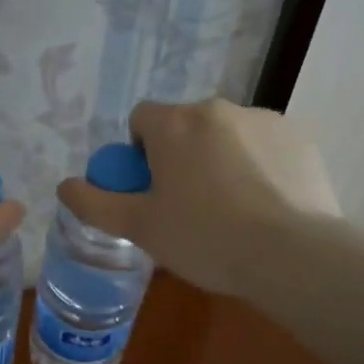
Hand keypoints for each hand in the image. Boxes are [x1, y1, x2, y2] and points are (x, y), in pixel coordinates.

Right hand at [56, 98, 340, 297]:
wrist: (293, 255)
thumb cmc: (204, 238)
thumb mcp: (139, 227)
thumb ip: (95, 203)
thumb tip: (64, 186)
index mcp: (173, 123)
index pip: (141, 120)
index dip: (140, 154)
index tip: (153, 191)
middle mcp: (215, 108)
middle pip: (184, 126)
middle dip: (181, 156)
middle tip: (189, 205)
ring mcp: (261, 119)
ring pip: (226, 134)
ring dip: (220, 158)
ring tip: (234, 210)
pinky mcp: (299, 136)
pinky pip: (264, 145)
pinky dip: (259, 165)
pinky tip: (267, 204)